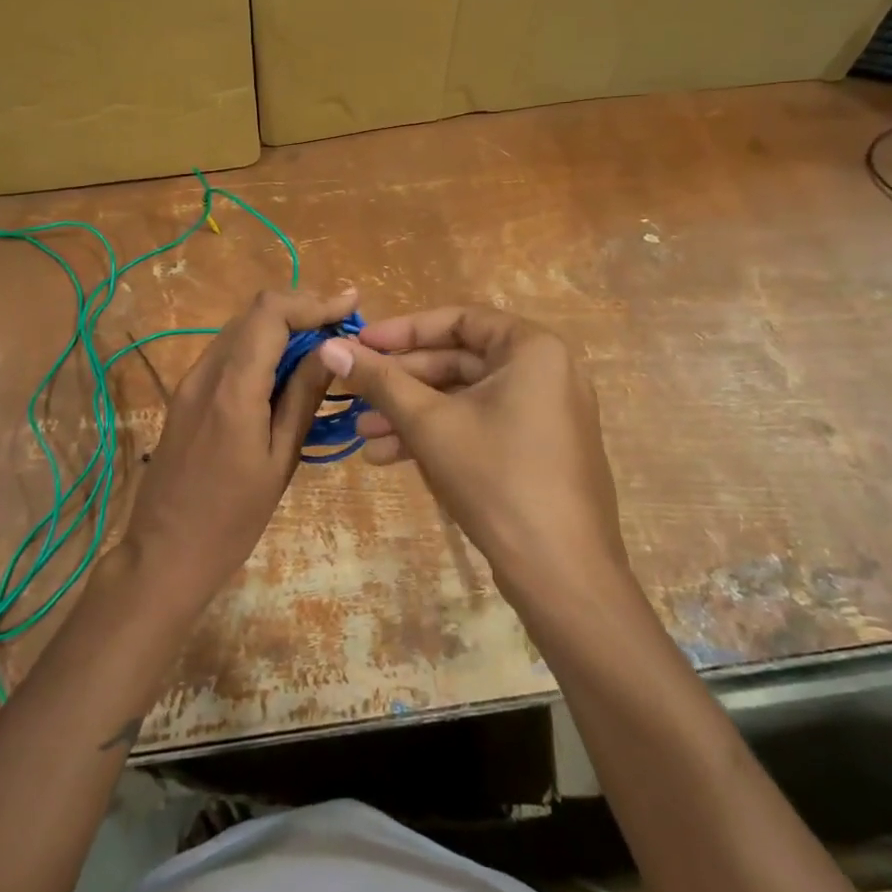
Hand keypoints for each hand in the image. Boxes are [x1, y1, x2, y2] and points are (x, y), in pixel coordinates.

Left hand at [124, 288, 357, 610]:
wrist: (164, 554)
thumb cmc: (232, 519)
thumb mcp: (280, 459)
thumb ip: (303, 397)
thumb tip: (333, 349)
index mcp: (232, 388)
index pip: (270, 313)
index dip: (313, 301)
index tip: (350, 306)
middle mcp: (205, 373)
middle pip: (253, 313)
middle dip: (301, 310)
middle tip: (343, 326)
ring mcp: (189, 382)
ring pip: (239, 330)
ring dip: (281, 327)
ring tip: (323, 346)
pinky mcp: (184, 396)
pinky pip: (227, 354)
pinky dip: (260, 348)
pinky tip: (285, 370)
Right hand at [316, 306, 629, 609]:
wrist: (562, 572)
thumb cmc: (496, 477)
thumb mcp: (429, 423)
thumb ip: (379, 380)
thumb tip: (328, 347)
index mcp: (532, 349)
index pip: (458, 319)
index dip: (403, 330)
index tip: (359, 345)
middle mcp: (545, 371)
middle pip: (458, 360)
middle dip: (401, 382)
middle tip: (354, 393)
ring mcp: (544, 413)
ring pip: (464, 398)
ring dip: (411, 413)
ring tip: (362, 435)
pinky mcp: (537, 450)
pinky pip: (480, 426)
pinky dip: (438, 436)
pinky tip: (388, 457)